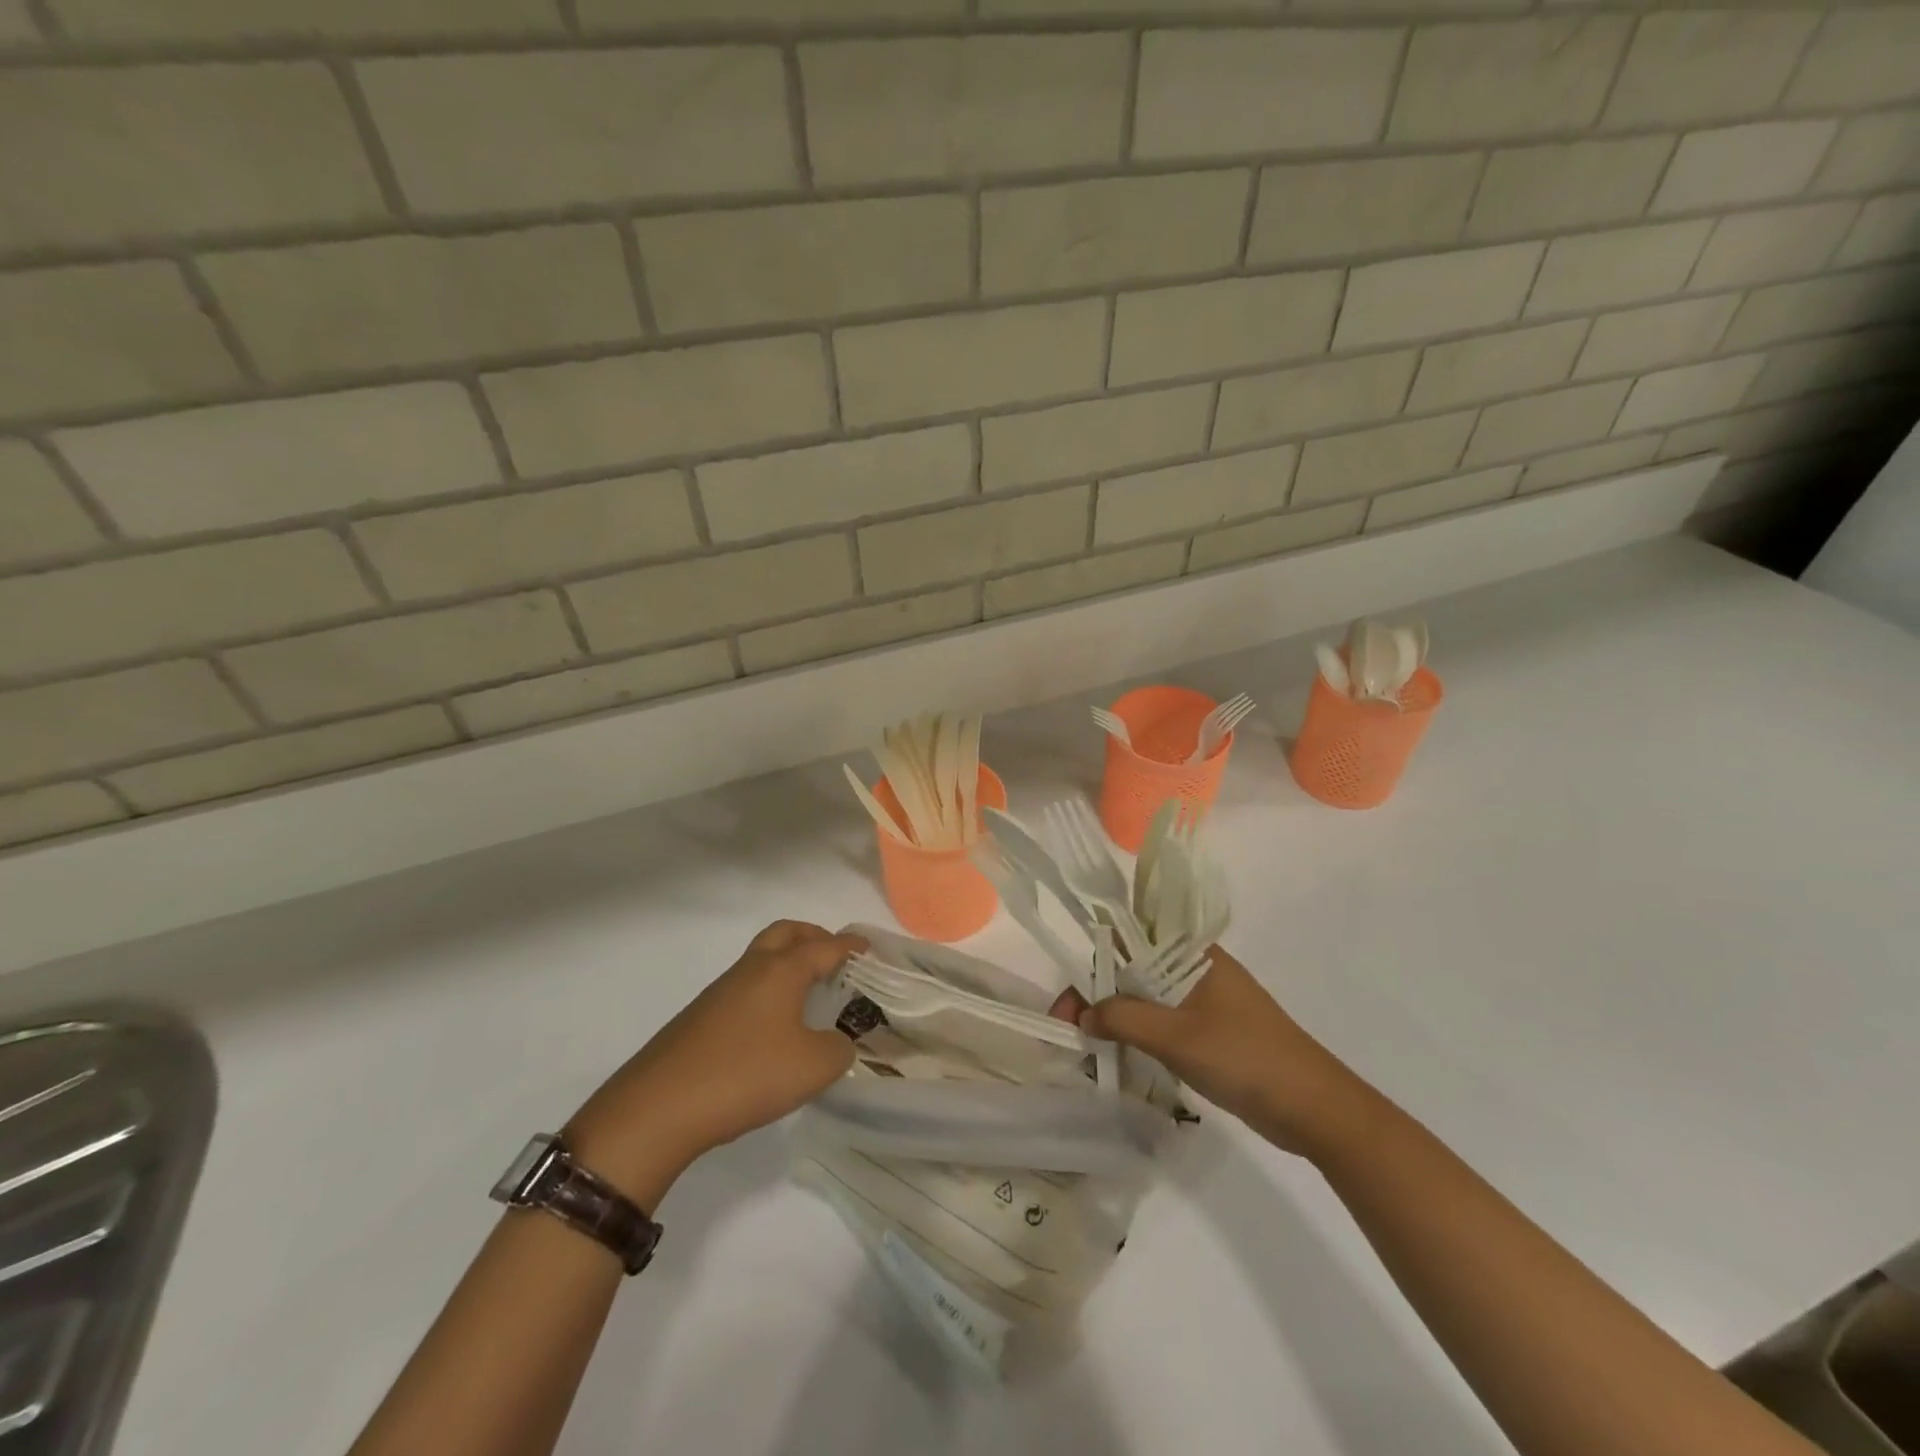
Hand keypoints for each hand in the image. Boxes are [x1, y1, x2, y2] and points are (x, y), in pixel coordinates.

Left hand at [565, 921, 864, 1208]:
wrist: (658, 1108)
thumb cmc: (746, 1075)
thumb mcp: (812, 1067)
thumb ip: (838, 1049)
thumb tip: (836, 1042)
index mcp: (781, 971)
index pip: (824, 947)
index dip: (849, 946)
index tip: (867, 947)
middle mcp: (751, 970)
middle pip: (785, 934)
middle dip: (812, 936)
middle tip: (834, 956)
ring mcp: (720, 993)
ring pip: (761, 960)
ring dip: (787, 964)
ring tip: (808, 993)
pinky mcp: (700, 1018)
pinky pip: (744, 988)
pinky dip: (767, 991)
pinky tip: (774, 1027)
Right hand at [1076, 945, 1374, 1158]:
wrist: (1316, 1110)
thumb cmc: (1246, 1059)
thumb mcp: (1177, 1037)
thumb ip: (1124, 1019)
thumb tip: (1083, 1015)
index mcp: (1194, 954)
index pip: (1131, 938)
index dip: (1094, 961)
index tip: (1069, 998)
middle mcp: (1197, 970)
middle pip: (1135, 970)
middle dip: (1099, 995)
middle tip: (1070, 1029)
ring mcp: (1206, 1002)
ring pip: (1147, 999)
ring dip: (1116, 1017)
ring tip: (1087, 1046)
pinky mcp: (1211, 1032)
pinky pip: (1163, 1023)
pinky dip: (1138, 1035)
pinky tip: (1119, 1055)